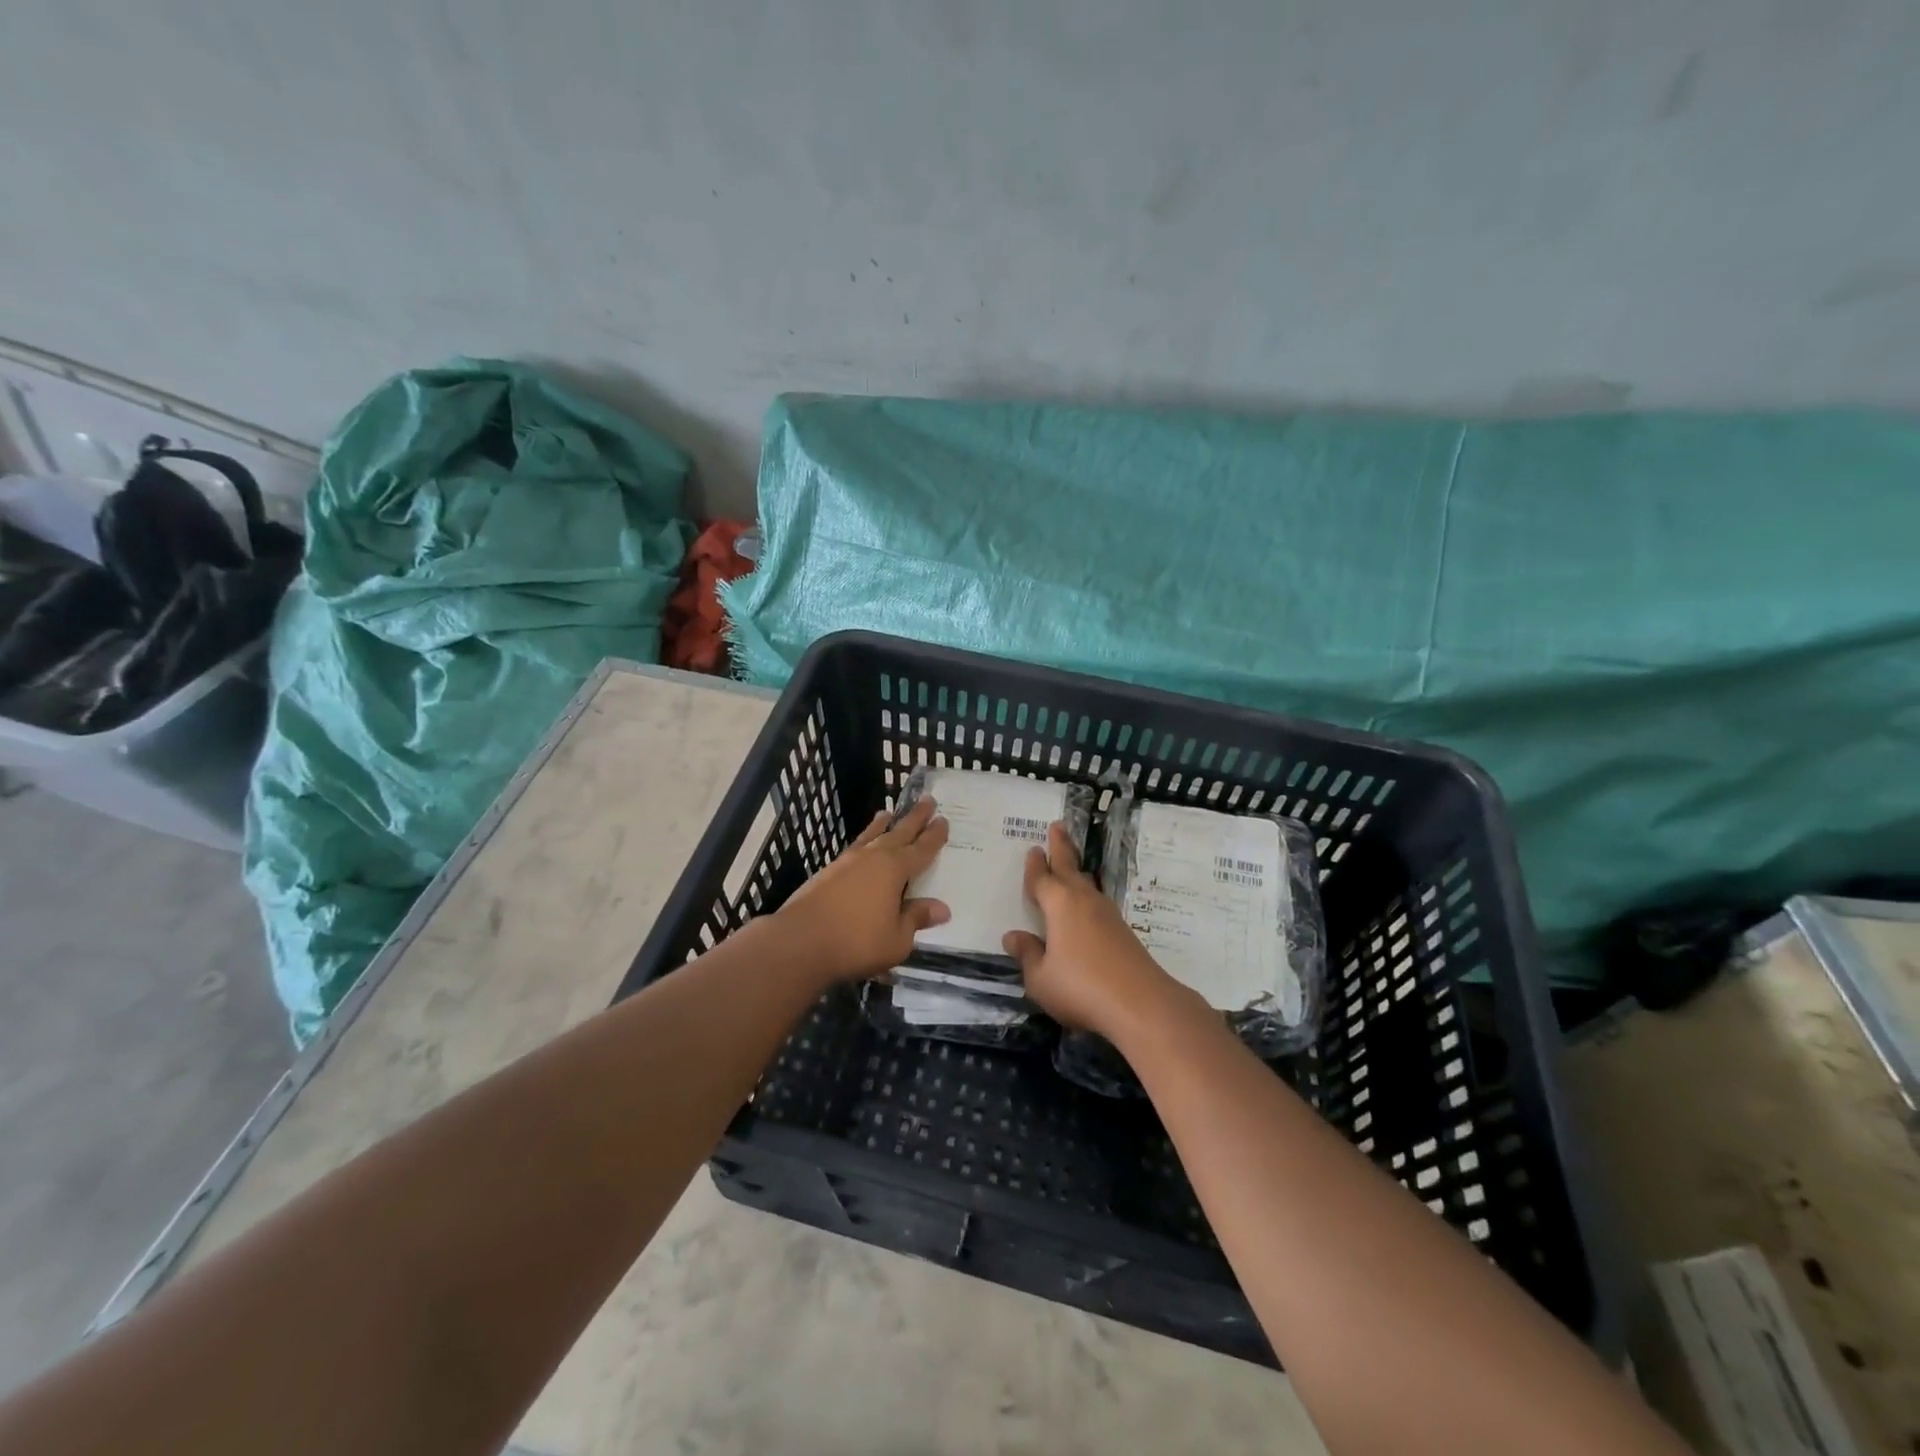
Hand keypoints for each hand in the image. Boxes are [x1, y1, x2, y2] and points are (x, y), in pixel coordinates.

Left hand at [774, 796, 950, 982]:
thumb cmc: (856, 942)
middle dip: (915, 818)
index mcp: (894, 869)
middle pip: (899, 833)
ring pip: (871, 836)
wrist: (800, 941)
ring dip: (883, 824)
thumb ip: (916, 918)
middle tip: (927, 800)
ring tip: (888, 812)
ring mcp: (847, 862)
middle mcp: (873, 857)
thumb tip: (942, 908)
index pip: (921, 849)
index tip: (943, 820)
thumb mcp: (897, 939)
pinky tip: (862, 845)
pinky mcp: (827, 872)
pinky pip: (854, 847)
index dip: (934, 836)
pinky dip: (863, 840)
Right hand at [1002, 822, 1191, 1038]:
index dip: (1035, 865)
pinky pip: (1098, 903)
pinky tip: (1088, 905)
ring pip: (1087, 884)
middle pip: (1070, 867)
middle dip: (1062, 847)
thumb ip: (1027, 955)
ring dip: (1077, 870)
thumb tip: (1013, 936)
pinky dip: (1088, 895)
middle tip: (1058, 826)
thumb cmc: (1081, 987)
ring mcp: (1107, 915)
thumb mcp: (1041, 978)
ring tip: (1071, 863)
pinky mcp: (1123, 932)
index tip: (1033, 848)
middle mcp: (1084, 901)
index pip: (1041, 879)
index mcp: (1059, 904)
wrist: (1141, 1004)